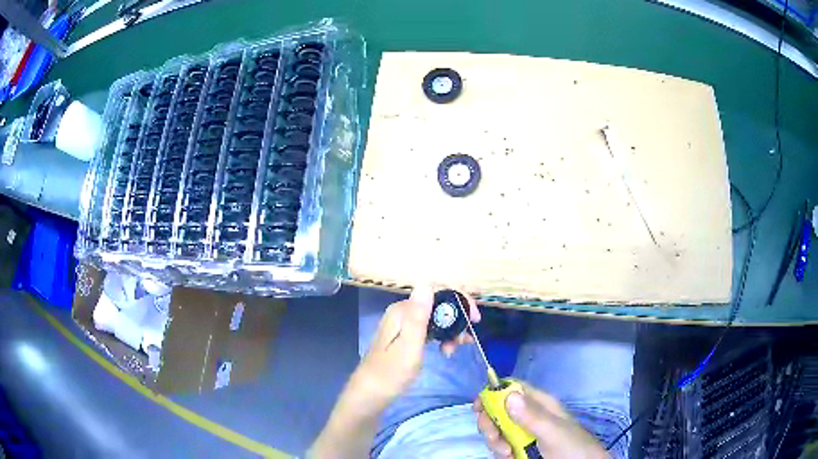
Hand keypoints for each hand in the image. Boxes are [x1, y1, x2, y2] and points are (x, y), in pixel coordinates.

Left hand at [352, 286, 480, 405]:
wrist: (371, 394)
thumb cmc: (391, 372)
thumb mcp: (409, 346)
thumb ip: (418, 316)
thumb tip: (426, 283)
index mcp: (402, 310)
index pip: (437, 292)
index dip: (459, 301)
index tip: (475, 320)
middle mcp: (403, 312)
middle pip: (438, 305)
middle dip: (456, 320)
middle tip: (465, 340)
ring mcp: (404, 325)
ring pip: (436, 319)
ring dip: (450, 331)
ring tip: (453, 350)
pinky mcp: (406, 337)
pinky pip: (430, 330)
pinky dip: (441, 338)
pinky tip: (446, 351)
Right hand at [474, 383, 608, 458]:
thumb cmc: (571, 446)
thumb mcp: (553, 431)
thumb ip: (532, 416)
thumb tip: (508, 394)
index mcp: (540, 404)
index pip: (512, 389)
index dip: (493, 393)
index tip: (477, 407)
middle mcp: (529, 416)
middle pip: (499, 411)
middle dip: (491, 424)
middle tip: (495, 438)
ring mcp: (525, 433)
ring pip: (498, 430)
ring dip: (495, 441)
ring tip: (508, 454)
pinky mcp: (521, 448)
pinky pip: (502, 445)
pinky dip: (500, 452)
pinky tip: (510, 458)